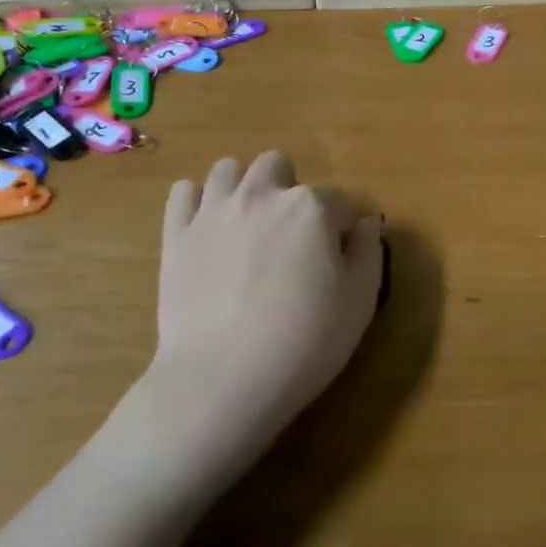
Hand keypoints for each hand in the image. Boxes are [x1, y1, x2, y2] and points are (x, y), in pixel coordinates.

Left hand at [128, 151, 383, 490]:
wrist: (222, 380)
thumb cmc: (305, 342)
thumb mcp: (361, 301)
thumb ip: (369, 251)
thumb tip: (364, 224)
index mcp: (312, 207)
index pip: (339, 202)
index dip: (342, 231)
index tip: (337, 263)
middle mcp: (262, 195)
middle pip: (279, 166)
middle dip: (289, 191)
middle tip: (291, 238)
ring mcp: (214, 211)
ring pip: (229, 168)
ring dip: (244, 187)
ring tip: (249, 226)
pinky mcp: (176, 235)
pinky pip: (184, 193)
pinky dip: (198, 202)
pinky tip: (209, 229)